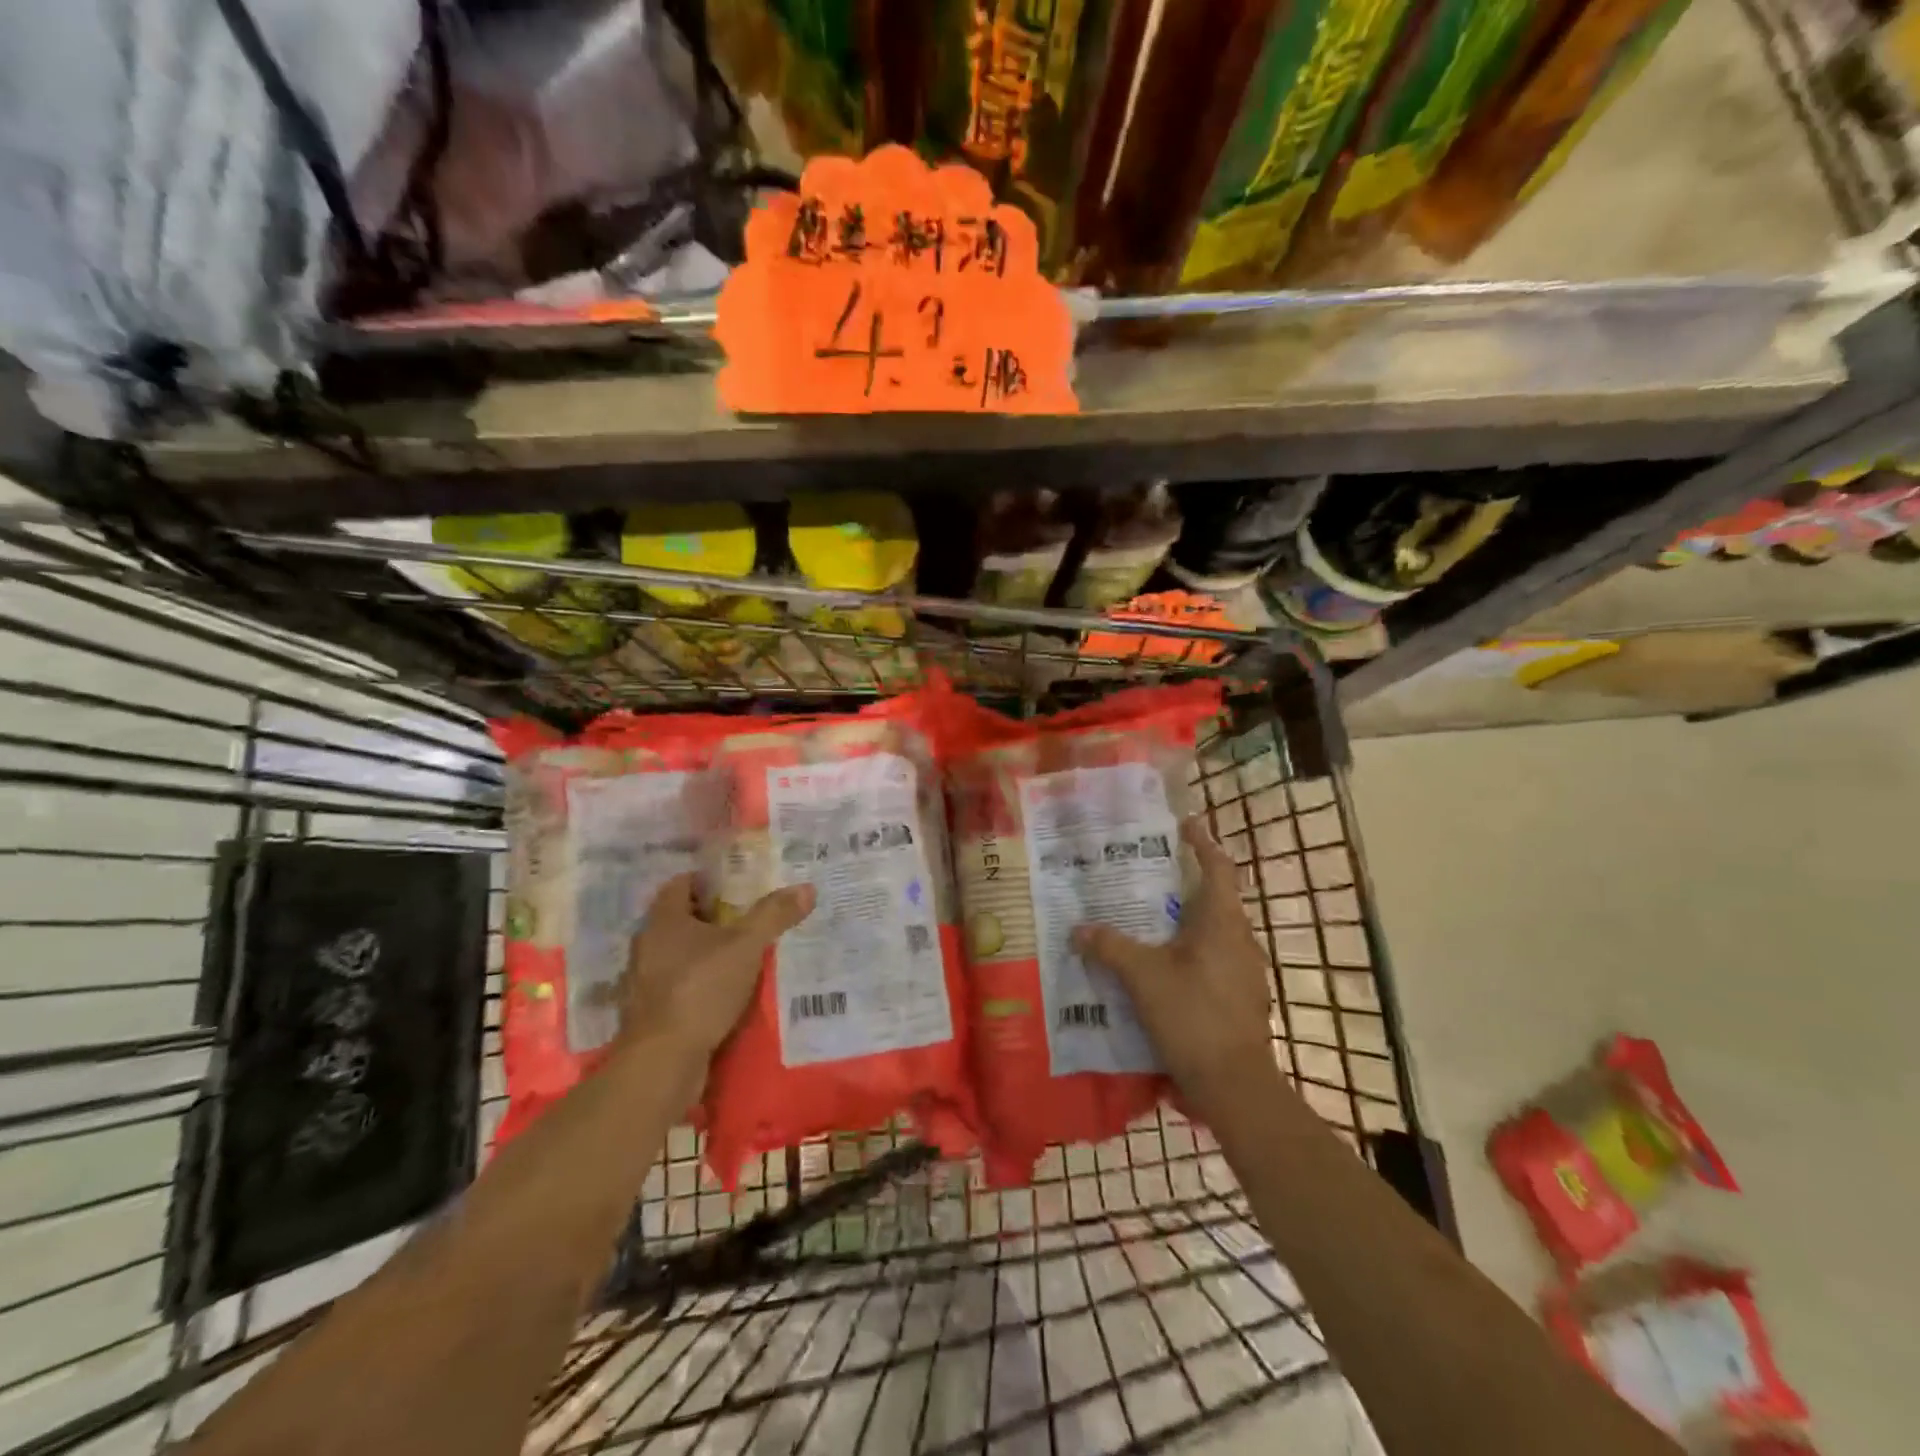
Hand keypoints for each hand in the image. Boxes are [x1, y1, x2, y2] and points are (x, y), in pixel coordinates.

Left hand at [620, 873, 814, 1065]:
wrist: (663, 1061)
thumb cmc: (701, 989)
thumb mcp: (746, 946)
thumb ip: (774, 915)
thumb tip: (806, 887)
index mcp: (663, 921)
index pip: (680, 884)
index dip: (708, 881)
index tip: (738, 885)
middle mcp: (646, 945)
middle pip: (680, 920)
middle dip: (713, 918)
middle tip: (749, 918)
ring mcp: (643, 982)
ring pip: (678, 955)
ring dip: (705, 954)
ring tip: (742, 956)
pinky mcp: (648, 1014)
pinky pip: (677, 986)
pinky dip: (699, 984)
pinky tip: (725, 994)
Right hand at [1072, 817, 1278, 1122]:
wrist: (1235, 1085)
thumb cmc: (1192, 1016)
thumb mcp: (1143, 977)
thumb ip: (1110, 947)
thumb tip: (1078, 929)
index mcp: (1223, 922)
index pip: (1218, 867)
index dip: (1203, 842)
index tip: (1184, 824)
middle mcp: (1241, 939)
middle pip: (1216, 898)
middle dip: (1185, 883)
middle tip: (1148, 873)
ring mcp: (1245, 971)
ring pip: (1214, 931)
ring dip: (1186, 920)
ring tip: (1149, 919)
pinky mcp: (1241, 997)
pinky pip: (1214, 959)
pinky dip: (1190, 951)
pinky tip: (1163, 966)